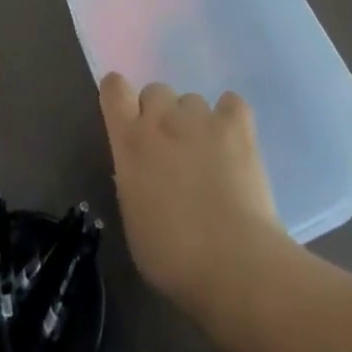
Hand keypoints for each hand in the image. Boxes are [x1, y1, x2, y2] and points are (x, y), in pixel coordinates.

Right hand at [99, 74, 290, 318]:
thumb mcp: (133, 219)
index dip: (119, 96)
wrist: (233, 263)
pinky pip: (231, 103)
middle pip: (155, 91)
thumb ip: (132, 181)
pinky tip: (234, 142)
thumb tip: (140, 171)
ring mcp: (201, 118)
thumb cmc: (173, 256)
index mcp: (130, 141)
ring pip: (191, 100)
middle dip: (160, 114)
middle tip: (170, 150)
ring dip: (194, 122)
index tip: (126, 116)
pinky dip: (230, 117)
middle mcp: (162, 118)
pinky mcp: (236, 126)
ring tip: (208, 157)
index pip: (114, 88)